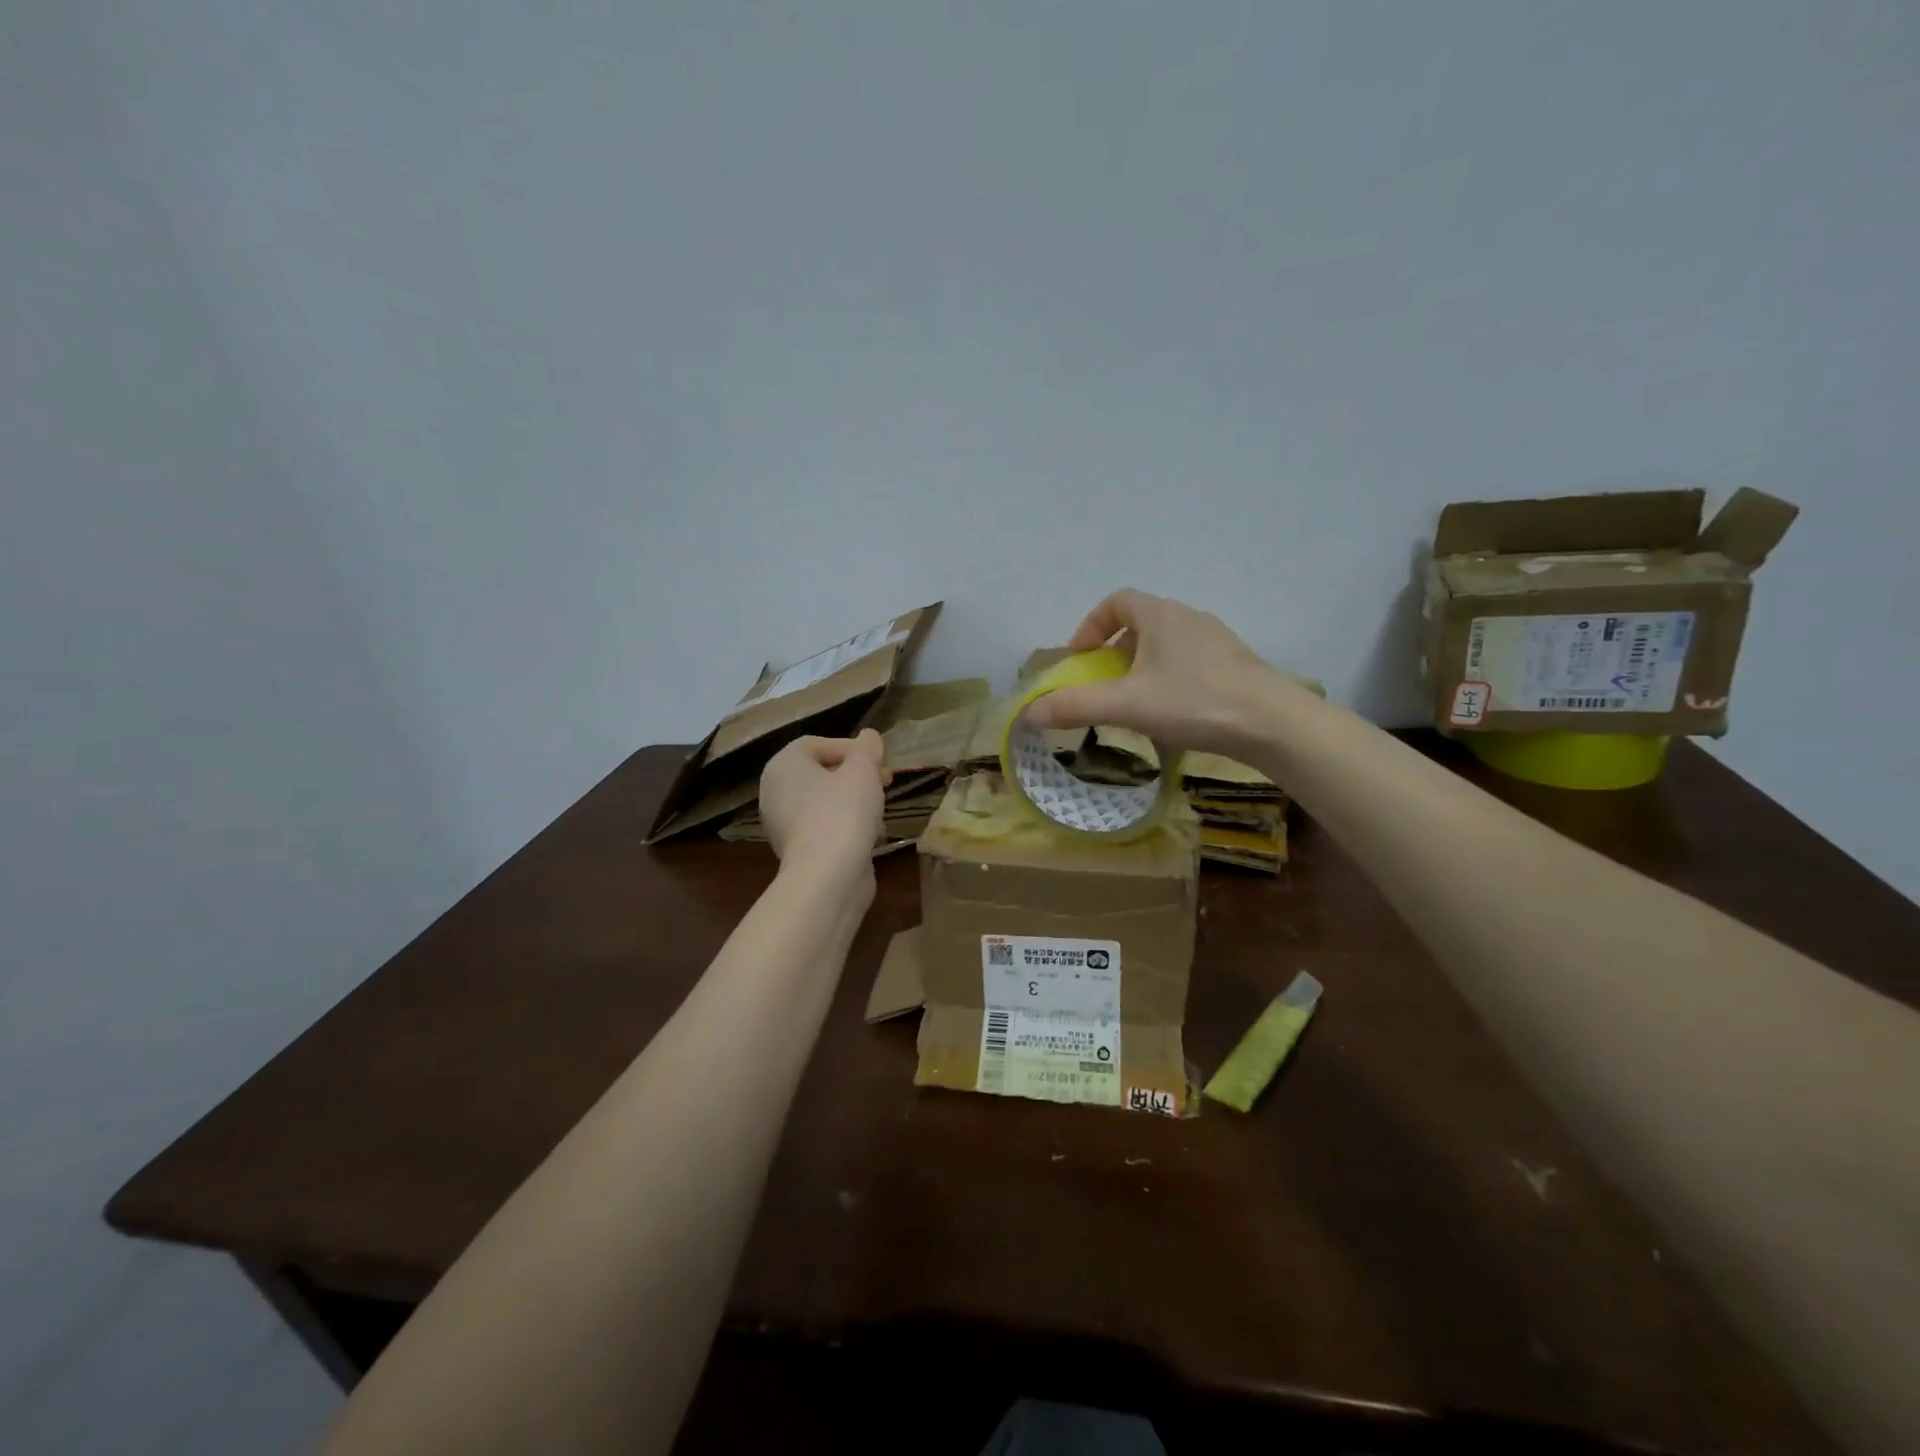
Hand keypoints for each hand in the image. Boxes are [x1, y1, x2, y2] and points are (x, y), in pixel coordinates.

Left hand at [758, 730, 889, 873]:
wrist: (827, 876)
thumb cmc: (843, 812)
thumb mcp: (863, 770)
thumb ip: (867, 748)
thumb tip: (869, 736)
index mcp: (783, 765)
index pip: (817, 743)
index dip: (851, 747)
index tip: (877, 759)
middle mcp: (775, 791)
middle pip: (820, 771)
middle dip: (855, 772)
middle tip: (884, 779)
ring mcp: (782, 823)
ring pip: (823, 799)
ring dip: (853, 797)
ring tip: (880, 805)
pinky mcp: (796, 849)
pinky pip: (822, 824)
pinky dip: (844, 822)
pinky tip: (869, 831)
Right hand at [1023, 589, 1294, 757]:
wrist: (1273, 723)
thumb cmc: (1195, 702)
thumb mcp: (1127, 705)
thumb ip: (1076, 706)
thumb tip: (1030, 713)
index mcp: (1160, 615)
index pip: (1117, 601)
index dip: (1091, 624)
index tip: (1080, 657)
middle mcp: (1188, 617)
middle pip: (1141, 621)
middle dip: (1114, 649)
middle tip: (1104, 682)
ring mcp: (1216, 639)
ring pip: (1167, 643)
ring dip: (1143, 664)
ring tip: (1136, 700)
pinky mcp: (1234, 663)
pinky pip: (1190, 660)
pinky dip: (1170, 676)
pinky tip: (1173, 710)